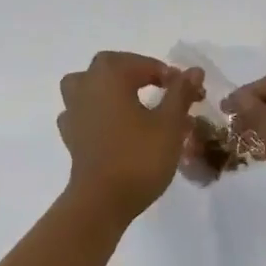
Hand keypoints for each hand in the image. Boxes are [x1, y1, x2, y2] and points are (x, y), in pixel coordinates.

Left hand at [57, 52, 203, 224]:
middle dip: (138, 73)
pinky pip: (85, 112)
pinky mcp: (71, 136)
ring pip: (90, 86)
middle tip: (162, 89)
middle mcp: (86, 86)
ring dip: (111, 89)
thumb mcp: (170, 123)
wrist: (102, 201)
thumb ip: (181, 92)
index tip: (189, 92)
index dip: (169, 75)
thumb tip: (194, 70)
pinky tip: (115, 126)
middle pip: (111, 67)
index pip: (143, 64)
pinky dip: (99, 113)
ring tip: (133, 102)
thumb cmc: (139, 157)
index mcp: (109, 76)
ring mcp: (73, 111)